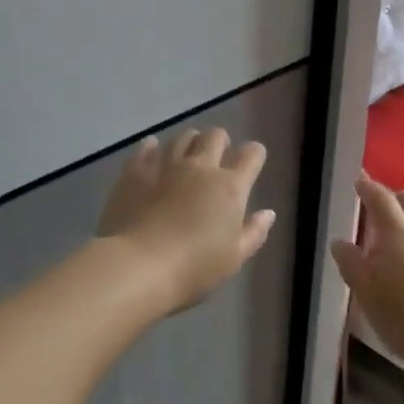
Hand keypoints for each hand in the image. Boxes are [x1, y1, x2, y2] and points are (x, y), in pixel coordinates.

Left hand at [96, 129, 276, 313]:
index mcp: (230, 187)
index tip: (251, 163)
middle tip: (216, 158)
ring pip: (183, 137)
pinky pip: (147, 147)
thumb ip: (254, 232)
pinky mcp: (136, 170)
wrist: (139, 266)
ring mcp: (166, 164)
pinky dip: (153, 148)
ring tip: (186, 156)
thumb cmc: (194, 268)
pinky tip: (153, 154)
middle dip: (220, 142)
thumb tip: (267, 213)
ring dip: (190, 142)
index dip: (254, 155)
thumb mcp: (234, 258)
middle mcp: (200, 167)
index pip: (251, 155)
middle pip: (216, 136)